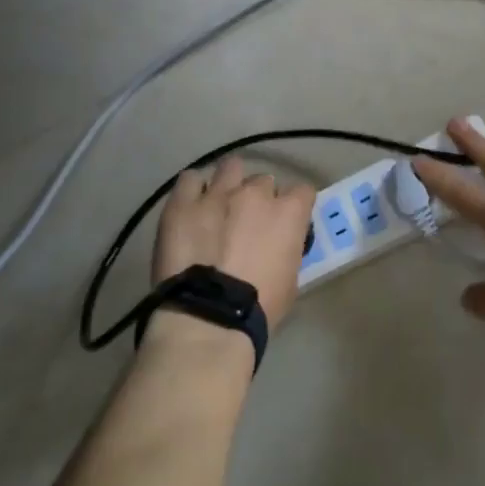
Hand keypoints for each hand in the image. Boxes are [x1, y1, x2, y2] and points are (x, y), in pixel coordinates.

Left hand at [150, 158, 315, 334]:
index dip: (295, 206)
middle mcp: (255, 193)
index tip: (287, 222)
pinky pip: (190, 180)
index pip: (302, 191)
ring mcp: (217, 194)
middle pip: (263, 181)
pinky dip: (194, 189)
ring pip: (230, 168)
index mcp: (288, 212)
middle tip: (248, 222)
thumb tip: (279, 244)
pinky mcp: (182, 203)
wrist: (207, 317)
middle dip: (259, 199)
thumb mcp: (290, 278)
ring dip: (230, 183)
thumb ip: (287, 249)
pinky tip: (192, 205)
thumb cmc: (259, 307)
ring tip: (220, 204)